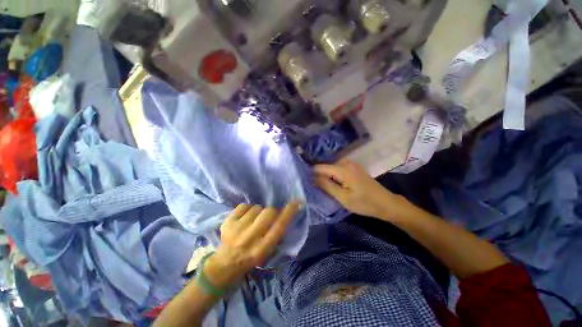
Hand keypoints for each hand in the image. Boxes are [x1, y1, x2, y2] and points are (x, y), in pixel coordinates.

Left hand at [205, 202, 300, 286]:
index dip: (289, 212)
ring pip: (256, 207)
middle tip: (269, 216)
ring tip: (253, 220)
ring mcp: (237, 229)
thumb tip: (285, 213)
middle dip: (272, 211)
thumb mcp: (268, 251)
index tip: (297, 202)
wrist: (226, 262)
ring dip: (258, 211)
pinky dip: (247, 209)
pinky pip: (244, 206)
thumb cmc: (252, 256)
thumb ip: (277, 234)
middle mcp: (250, 238)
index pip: (279, 226)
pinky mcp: (227, 222)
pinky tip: (244, 218)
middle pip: (268, 212)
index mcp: (262, 248)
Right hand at [314, 160, 410, 220]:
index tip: (303, 180)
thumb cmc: (364, 203)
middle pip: (325, 166)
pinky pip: (338, 168)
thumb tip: (312, 177)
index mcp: (342, 169)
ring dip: (325, 175)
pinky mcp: (354, 168)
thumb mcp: (343, 197)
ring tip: (319, 185)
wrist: (386, 203)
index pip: (320, 167)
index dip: (311, 173)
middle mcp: (345, 163)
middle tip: (311, 185)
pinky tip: (330, 182)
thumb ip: (326, 186)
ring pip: (331, 167)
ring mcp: (351, 164)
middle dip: (317, 174)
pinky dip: (332, 175)